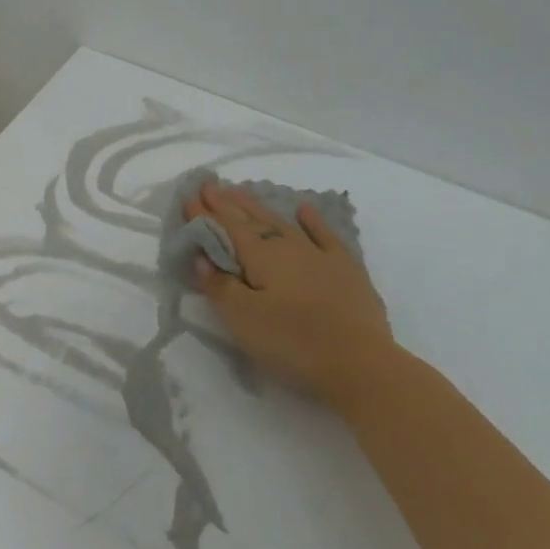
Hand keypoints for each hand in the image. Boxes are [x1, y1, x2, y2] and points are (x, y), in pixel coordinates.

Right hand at [186, 181, 398, 403]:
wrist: (360, 363)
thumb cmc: (293, 342)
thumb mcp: (244, 319)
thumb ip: (220, 286)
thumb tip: (203, 257)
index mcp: (262, 256)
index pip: (227, 228)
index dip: (206, 214)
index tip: (189, 195)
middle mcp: (289, 247)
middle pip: (253, 220)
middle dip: (229, 203)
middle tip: (210, 185)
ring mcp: (320, 256)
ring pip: (283, 223)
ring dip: (260, 208)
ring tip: (242, 192)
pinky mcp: (346, 270)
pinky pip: (325, 236)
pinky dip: (313, 221)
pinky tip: (305, 210)